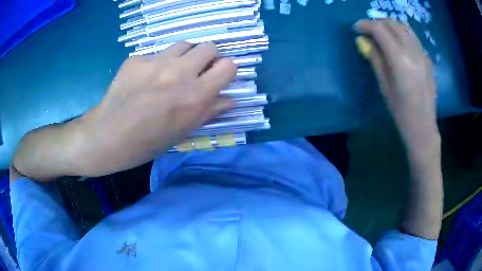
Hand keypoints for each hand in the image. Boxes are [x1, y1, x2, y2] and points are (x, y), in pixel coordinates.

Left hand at [78, 42, 236, 174]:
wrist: (108, 137)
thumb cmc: (148, 142)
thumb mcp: (183, 132)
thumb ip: (209, 111)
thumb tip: (229, 99)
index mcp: (195, 96)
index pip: (228, 65)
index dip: (225, 70)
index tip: (216, 76)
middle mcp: (179, 73)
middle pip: (208, 46)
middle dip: (207, 57)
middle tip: (195, 70)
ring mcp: (156, 62)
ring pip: (183, 44)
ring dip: (183, 56)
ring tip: (170, 71)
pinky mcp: (136, 59)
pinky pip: (154, 54)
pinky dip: (155, 64)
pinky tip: (143, 80)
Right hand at [354, 19, 439, 153]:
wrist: (423, 126)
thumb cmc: (401, 112)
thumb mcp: (384, 86)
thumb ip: (375, 59)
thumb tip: (363, 41)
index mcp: (400, 61)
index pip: (380, 30)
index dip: (365, 25)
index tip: (357, 28)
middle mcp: (413, 52)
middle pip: (392, 24)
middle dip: (377, 23)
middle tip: (369, 31)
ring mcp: (423, 54)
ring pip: (404, 27)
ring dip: (390, 25)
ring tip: (382, 33)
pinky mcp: (427, 58)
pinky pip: (412, 36)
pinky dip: (401, 32)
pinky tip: (397, 42)